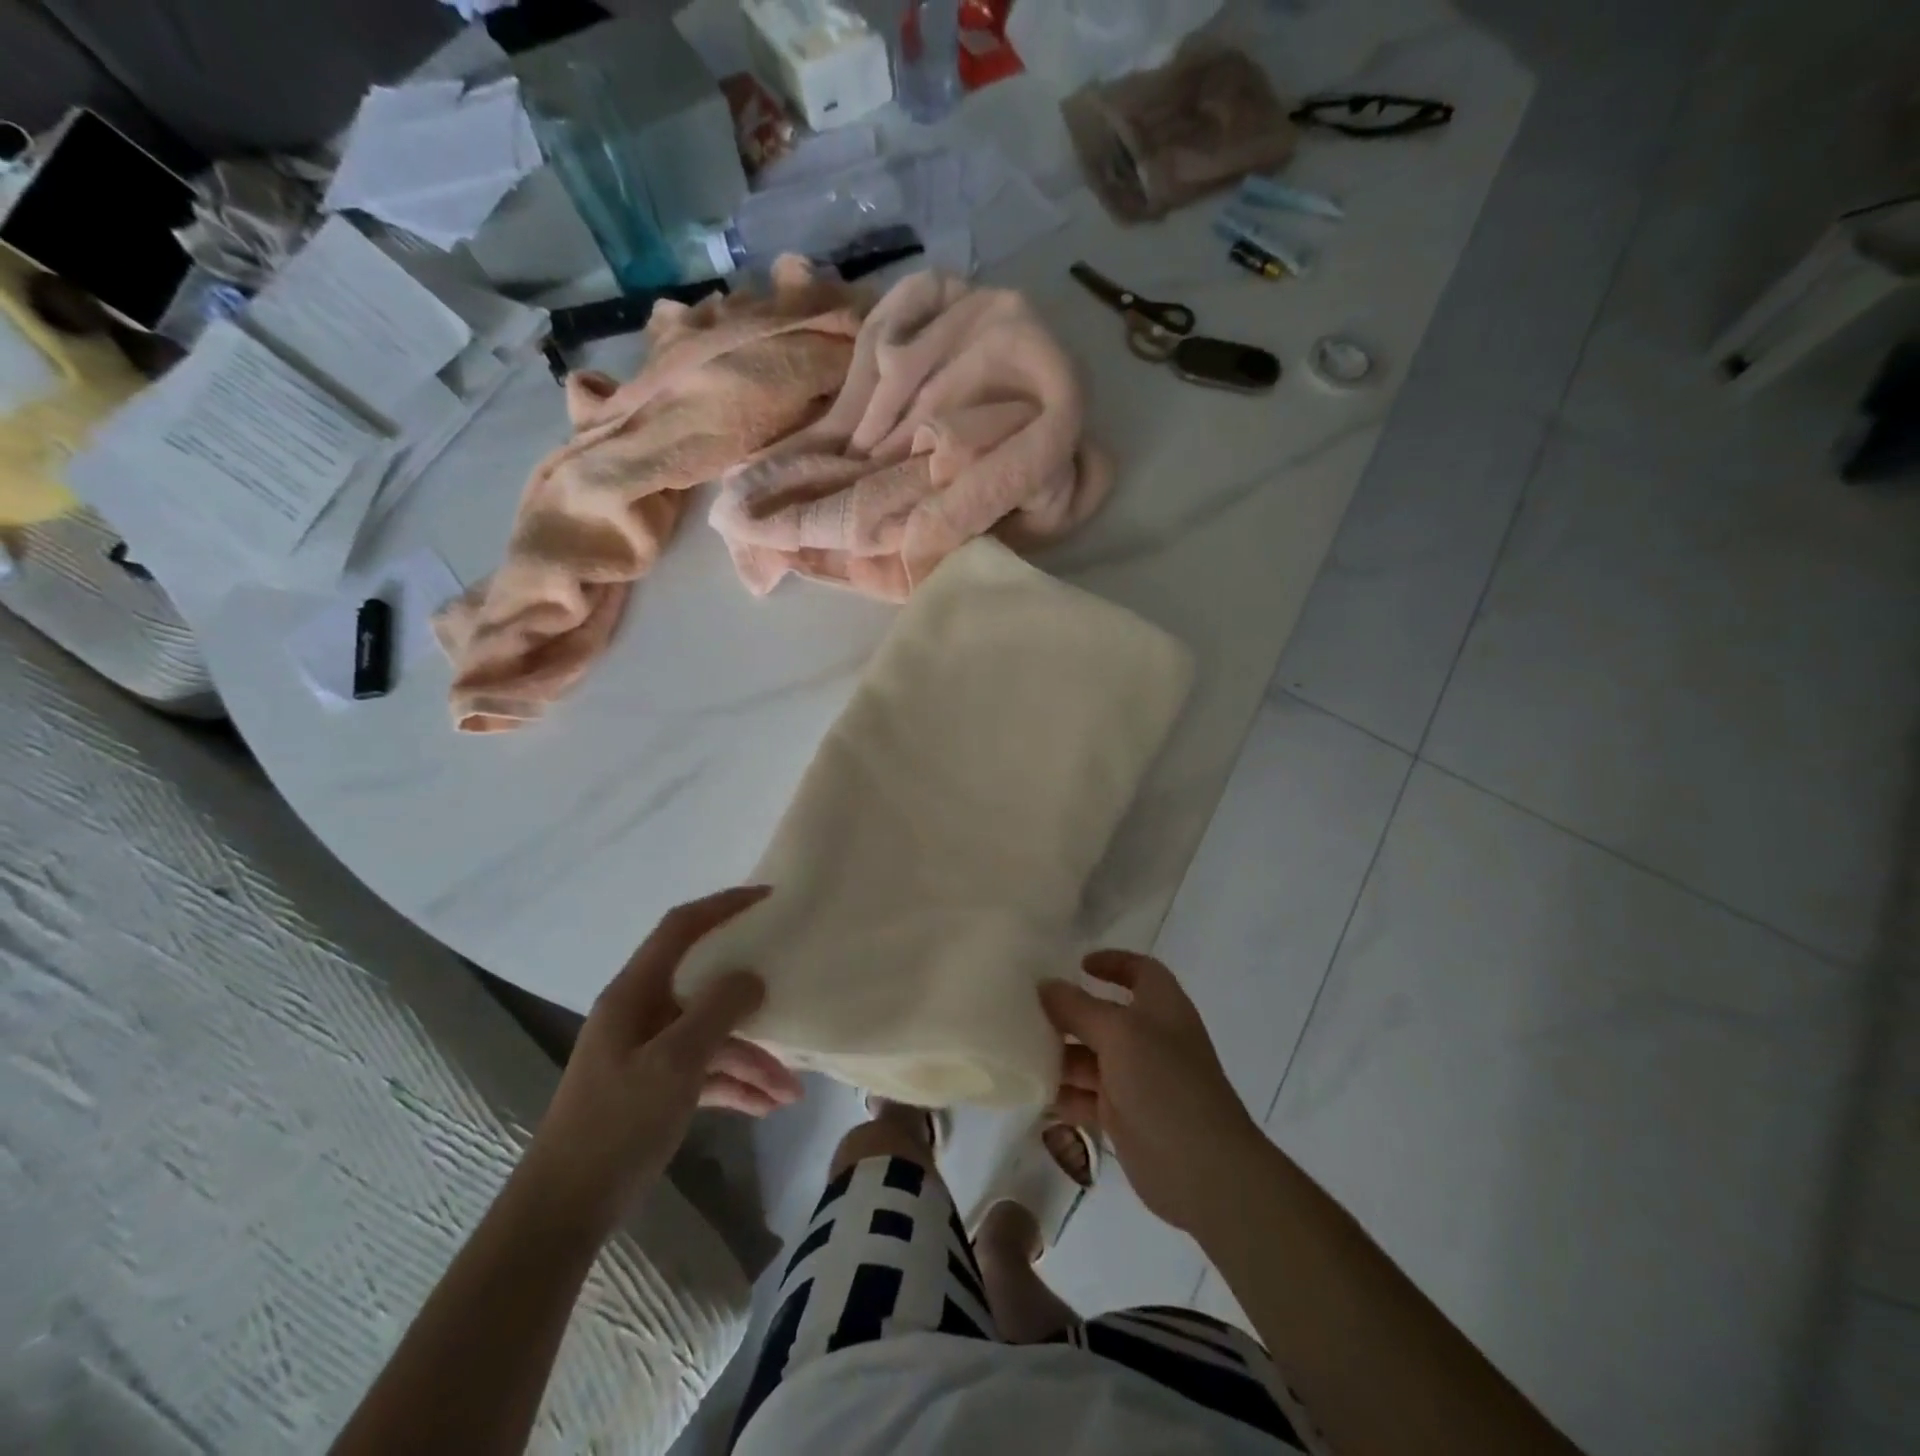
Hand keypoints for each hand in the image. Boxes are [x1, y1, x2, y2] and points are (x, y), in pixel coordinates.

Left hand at [524, 886, 801, 1227]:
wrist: (563, 1212)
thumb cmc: (616, 1125)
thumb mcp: (674, 1063)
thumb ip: (717, 1011)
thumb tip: (753, 976)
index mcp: (635, 993)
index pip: (681, 928)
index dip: (723, 905)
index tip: (768, 899)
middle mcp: (642, 1013)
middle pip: (707, 986)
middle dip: (752, 1000)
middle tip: (794, 990)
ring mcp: (649, 1052)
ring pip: (712, 1037)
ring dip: (752, 1059)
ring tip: (793, 1092)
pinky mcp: (655, 1088)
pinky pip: (705, 1072)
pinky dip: (735, 1085)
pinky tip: (767, 1106)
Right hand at [1041, 951, 1263, 1235]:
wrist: (1202, 1171)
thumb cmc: (1164, 1084)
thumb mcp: (1118, 1034)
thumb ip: (1078, 1007)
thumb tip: (1046, 985)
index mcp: (1161, 1007)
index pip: (1140, 970)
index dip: (1112, 962)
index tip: (1077, 964)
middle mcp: (1149, 1038)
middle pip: (1104, 1015)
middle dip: (1069, 1012)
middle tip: (1026, 1010)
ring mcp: (1136, 1079)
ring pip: (1090, 1056)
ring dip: (1059, 1054)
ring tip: (1019, 1051)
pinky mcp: (1123, 1116)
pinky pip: (1085, 1095)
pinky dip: (1062, 1093)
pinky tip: (1032, 1092)